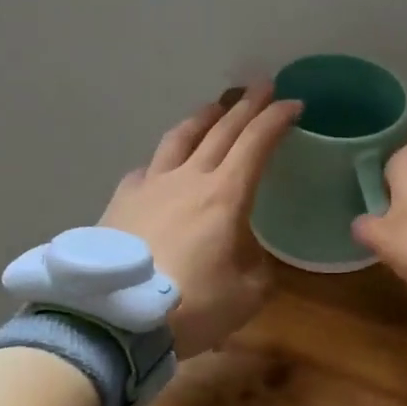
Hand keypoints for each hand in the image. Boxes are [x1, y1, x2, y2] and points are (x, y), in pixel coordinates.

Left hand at [100, 87, 302, 358]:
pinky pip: (147, 168)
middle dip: (247, 106)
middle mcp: (188, 178)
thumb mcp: (246, 295)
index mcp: (225, 195)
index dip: (277, 119)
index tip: (294, 103)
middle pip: (222, 130)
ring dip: (203, 117)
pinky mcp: (121, 202)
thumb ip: (258, 268)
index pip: (256, 143)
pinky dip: (164, 159)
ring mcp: (150, 186)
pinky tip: (161, 165)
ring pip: (180, 138)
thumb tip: (250, 254)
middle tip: (262, 85)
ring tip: (215, 107)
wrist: (112, 320)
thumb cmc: (190, 306)